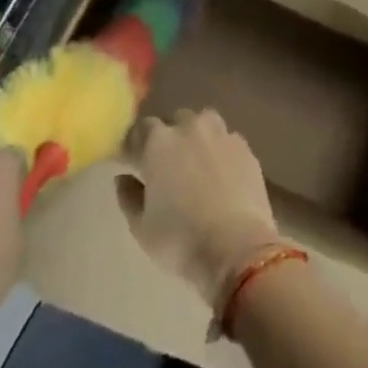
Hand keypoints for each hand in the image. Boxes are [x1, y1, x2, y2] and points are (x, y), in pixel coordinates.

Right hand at [116, 110, 280, 311]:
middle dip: (169, 137)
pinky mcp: (244, 147)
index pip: (142, 128)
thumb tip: (123, 177)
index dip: (137, 144)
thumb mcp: (141, 227)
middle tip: (167, 165)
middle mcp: (190, 127)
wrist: (236, 246)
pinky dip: (220, 150)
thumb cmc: (180, 239)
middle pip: (175, 121)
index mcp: (160, 142)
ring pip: (204, 123)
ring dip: (197, 136)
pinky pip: (226, 140)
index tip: (134, 161)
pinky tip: (221, 173)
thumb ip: (128, 196)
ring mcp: (221, 133)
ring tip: (196, 163)